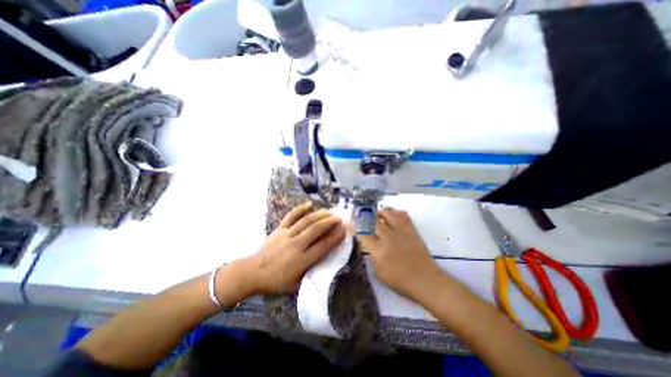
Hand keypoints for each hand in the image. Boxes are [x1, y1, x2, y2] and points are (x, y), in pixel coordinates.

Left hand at [246, 203, 344, 293]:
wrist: (251, 272)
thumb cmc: (274, 282)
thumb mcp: (295, 285)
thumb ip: (310, 274)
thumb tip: (323, 263)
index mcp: (301, 260)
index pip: (323, 246)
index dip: (335, 237)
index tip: (344, 231)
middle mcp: (296, 244)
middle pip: (316, 230)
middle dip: (330, 222)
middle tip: (340, 218)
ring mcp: (286, 235)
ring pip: (306, 221)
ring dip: (320, 215)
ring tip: (329, 211)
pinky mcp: (279, 229)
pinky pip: (291, 216)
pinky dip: (300, 209)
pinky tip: (309, 204)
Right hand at [355, 206, 444, 299]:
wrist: (426, 280)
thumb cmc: (401, 281)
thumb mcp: (380, 273)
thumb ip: (373, 255)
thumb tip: (368, 242)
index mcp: (379, 251)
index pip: (363, 234)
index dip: (356, 227)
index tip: (352, 222)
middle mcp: (389, 237)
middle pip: (373, 220)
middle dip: (365, 217)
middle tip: (362, 216)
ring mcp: (401, 231)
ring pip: (387, 213)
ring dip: (379, 212)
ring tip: (377, 215)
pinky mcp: (411, 229)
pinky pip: (402, 215)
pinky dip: (395, 212)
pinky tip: (392, 216)